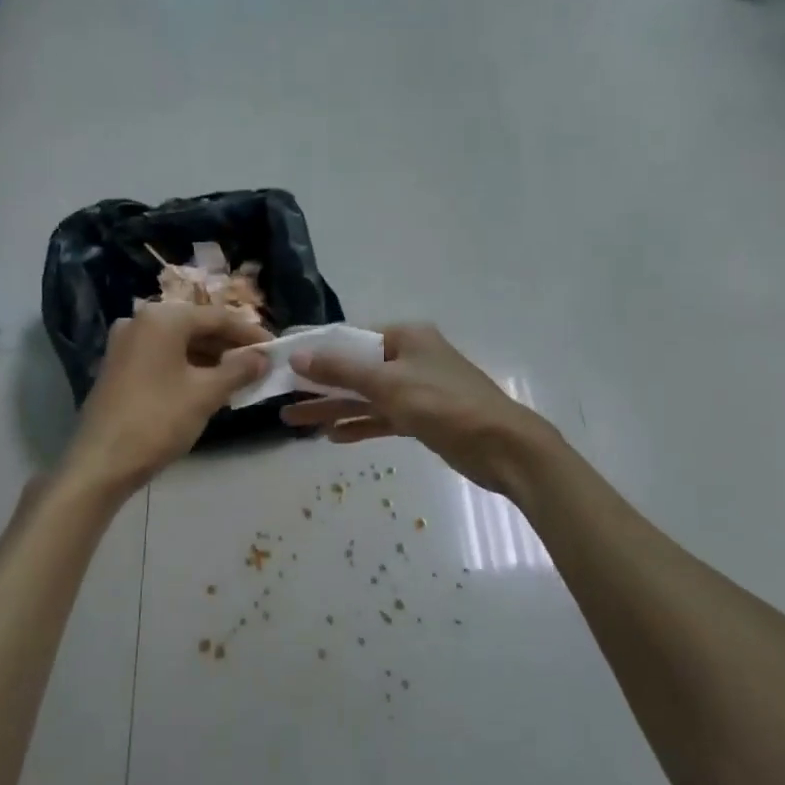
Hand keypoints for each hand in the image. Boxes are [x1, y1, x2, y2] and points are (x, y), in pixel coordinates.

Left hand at [59, 303, 270, 499]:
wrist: (101, 462)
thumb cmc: (158, 420)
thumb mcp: (206, 394)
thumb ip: (239, 370)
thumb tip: (263, 358)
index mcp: (162, 319)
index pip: (217, 317)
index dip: (249, 333)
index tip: (275, 349)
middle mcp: (141, 321)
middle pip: (196, 327)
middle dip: (229, 346)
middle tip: (259, 365)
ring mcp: (125, 344)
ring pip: (179, 343)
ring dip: (210, 358)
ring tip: (239, 378)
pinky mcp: (118, 366)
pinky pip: (162, 357)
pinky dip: (187, 367)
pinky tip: (207, 386)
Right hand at [279, 323, 558, 497]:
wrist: (503, 447)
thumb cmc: (444, 405)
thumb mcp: (388, 384)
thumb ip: (341, 370)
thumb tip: (298, 355)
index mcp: (404, 337)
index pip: (349, 338)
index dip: (314, 349)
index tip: (281, 360)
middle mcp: (408, 357)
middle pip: (353, 368)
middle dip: (318, 384)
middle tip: (280, 397)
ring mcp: (415, 389)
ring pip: (364, 396)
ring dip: (332, 408)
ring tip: (293, 422)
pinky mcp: (421, 418)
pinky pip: (381, 417)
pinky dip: (359, 425)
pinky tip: (333, 436)